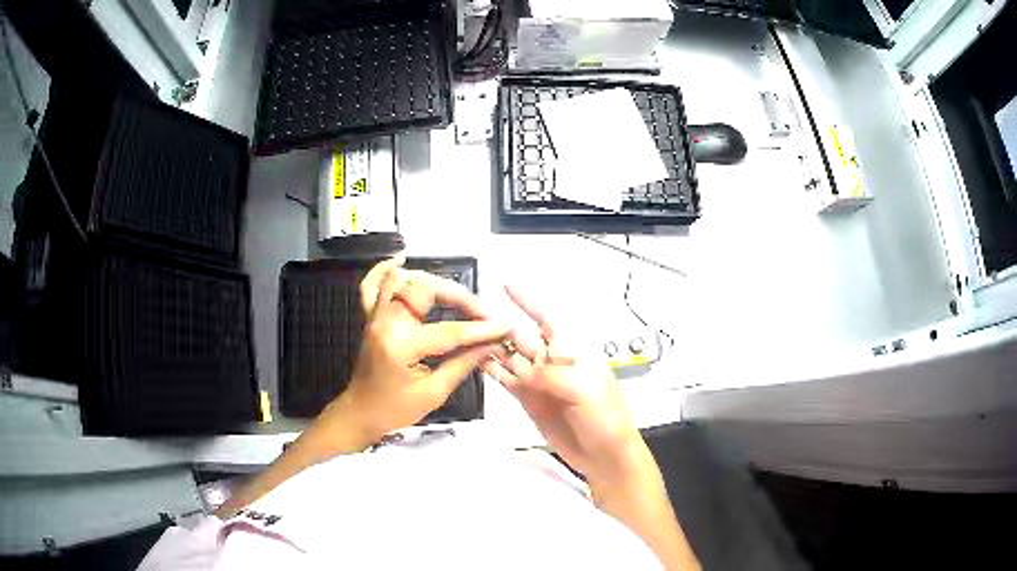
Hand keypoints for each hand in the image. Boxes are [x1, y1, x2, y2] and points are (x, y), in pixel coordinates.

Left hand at [331, 257, 508, 443]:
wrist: (360, 413)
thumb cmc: (394, 411)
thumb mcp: (433, 394)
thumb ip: (462, 365)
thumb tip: (491, 345)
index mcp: (401, 346)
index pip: (449, 331)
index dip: (481, 329)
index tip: (505, 325)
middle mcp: (385, 322)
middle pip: (425, 290)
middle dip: (459, 297)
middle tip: (482, 312)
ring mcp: (374, 316)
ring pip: (403, 280)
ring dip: (433, 282)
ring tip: (457, 296)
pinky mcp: (370, 317)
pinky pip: (371, 285)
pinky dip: (383, 270)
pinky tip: (401, 261)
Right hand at [484, 286, 645, 485]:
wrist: (604, 455)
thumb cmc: (605, 419)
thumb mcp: (585, 390)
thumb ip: (552, 376)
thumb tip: (525, 373)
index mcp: (572, 352)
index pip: (547, 320)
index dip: (528, 302)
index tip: (507, 286)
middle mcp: (552, 362)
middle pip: (523, 337)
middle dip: (501, 324)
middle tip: (474, 313)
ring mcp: (538, 382)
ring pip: (510, 357)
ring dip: (491, 345)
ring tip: (468, 332)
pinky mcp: (527, 399)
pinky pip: (506, 380)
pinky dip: (491, 369)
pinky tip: (475, 359)